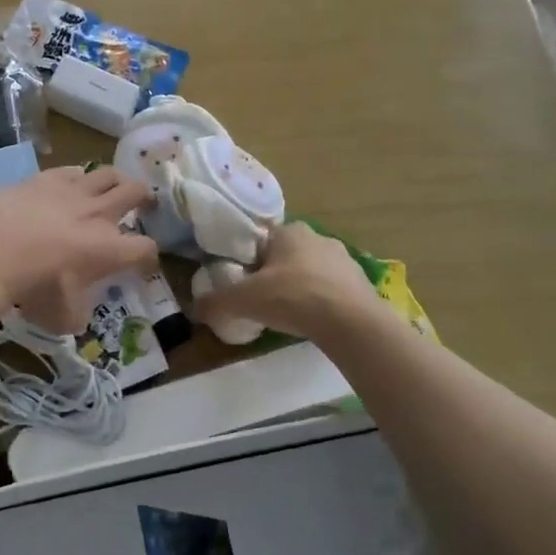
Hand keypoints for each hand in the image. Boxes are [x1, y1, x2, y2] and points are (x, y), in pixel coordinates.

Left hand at [0, 165, 156, 329]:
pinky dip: (79, 176)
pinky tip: (75, 180)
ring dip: (118, 180)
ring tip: (117, 185)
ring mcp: (73, 191)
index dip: (149, 257)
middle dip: (145, 199)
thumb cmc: (33, 287)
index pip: (144, 249)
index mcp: (110, 250)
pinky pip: (73, 170)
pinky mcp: (46, 178)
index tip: (144, 264)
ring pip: (108, 174)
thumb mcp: (60, 317)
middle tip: (146, 203)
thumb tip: (77, 314)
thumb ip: (77, 314)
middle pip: (135, 194)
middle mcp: (99, 215)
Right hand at [190, 222, 382, 342]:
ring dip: (299, 287)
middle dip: (273, 275)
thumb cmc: (293, 298)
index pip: (261, 239)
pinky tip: (314, 321)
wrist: (351, 322)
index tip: (242, 282)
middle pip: (285, 255)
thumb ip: (216, 302)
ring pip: (310, 271)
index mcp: (288, 232)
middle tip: (261, 301)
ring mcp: (343, 259)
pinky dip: (321, 301)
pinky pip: (331, 289)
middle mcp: (317, 237)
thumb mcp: (244, 301)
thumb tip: (195, 308)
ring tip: (288, 314)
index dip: (248, 260)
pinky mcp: (360, 282)